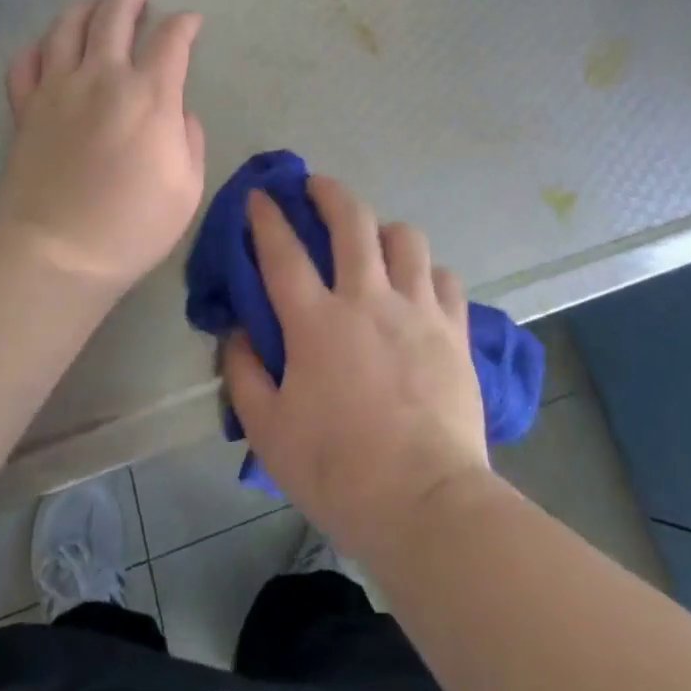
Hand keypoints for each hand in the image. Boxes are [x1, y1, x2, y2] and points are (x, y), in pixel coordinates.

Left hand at [0, 0, 205, 293]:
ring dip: (87, 5)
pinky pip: (26, 62)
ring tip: (98, 2)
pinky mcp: (26, 108)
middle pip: (115, 14)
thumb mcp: (188, 187)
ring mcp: (57, 89)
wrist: (57, 252)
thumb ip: (190, 139)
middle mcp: (102, 77)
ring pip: (67, 25)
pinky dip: (39, 47)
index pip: (171, 38)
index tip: (191, 21)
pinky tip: (49, 47)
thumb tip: (178, 113)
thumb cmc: (132, 225)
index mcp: (149, 95)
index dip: (185, 23)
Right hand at [222, 176, 492, 561]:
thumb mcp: (269, 432)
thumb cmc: (338, 471)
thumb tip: (236, 333)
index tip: (259, 195)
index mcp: (316, 321)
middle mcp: (367, 298)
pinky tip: (419, 287)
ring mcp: (416, 308)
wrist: (426, 503)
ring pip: (405, 237)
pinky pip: (444, 277)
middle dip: (329, 192)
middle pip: (351, 220)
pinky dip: (428, 273)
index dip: (267, 217)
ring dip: (384, 229)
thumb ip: (244, 374)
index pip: (283, 251)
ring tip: (375, 240)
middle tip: (317, 186)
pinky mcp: (454, 328)